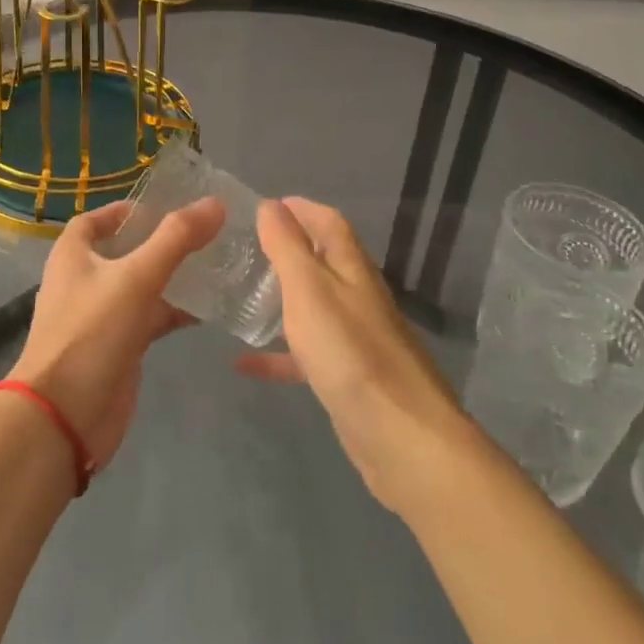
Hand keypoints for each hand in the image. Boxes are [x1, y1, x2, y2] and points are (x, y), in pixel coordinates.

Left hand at [5, 197, 224, 471]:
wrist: (64, 418)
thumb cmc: (91, 333)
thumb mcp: (136, 278)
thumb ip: (176, 239)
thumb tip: (215, 203)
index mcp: (73, 255)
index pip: (95, 220)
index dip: (126, 210)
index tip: (166, 206)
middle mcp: (84, 280)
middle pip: (123, 251)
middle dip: (159, 241)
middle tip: (203, 232)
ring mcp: (101, 316)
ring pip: (141, 286)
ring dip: (172, 276)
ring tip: (215, 263)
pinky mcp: (118, 347)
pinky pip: (149, 318)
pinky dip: (174, 311)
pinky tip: (208, 309)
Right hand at [237, 197, 473, 515]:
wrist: (402, 437)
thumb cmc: (350, 352)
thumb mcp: (309, 290)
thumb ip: (288, 247)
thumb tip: (272, 205)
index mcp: (351, 268)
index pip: (329, 222)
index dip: (301, 208)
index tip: (266, 205)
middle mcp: (357, 296)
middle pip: (322, 261)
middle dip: (288, 249)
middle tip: (245, 248)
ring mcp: (355, 338)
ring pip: (313, 307)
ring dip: (281, 298)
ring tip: (240, 295)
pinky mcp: (348, 377)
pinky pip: (306, 355)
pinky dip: (278, 355)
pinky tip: (244, 364)